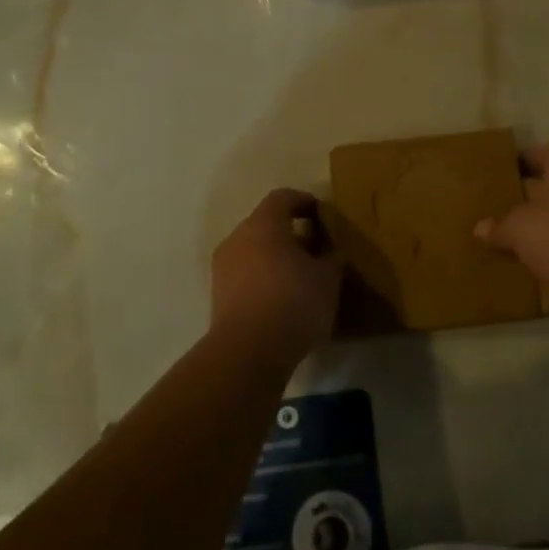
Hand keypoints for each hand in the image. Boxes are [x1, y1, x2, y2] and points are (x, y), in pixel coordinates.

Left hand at [211, 189, 342, 366]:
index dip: (303, 201)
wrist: (248, 352)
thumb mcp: (328, 279)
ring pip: (252, 251)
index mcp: (264, 224)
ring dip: (274, 257)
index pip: (282, 198)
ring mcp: (223, 267)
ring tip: (299, 277)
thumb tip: (330, 253)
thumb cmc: (293, 302)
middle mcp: (238, 238)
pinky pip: (244, 275)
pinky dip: (262, 279)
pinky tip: (281, 299)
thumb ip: (330, 259)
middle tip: (314, 248)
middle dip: (289, 233)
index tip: (321, 213)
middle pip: (264, 224)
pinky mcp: (218, 295)